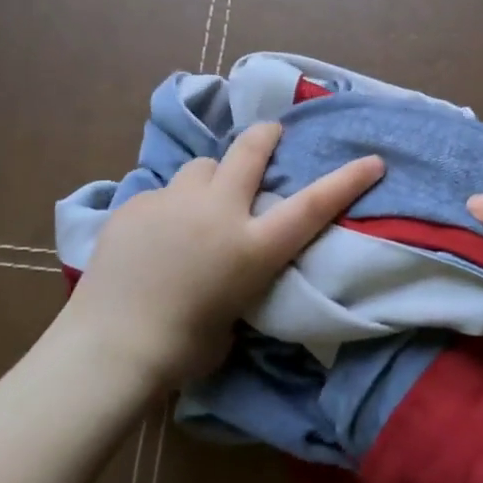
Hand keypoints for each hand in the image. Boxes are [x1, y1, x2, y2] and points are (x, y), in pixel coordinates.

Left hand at [64, 122, 383, 390]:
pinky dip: (169, 207)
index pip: (312, 205)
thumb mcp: (235, 315)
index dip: (347, 180)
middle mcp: (218, 213)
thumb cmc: (183, 349)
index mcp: (252, 247)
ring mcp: (173, 203)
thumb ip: (241, 278)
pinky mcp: (135, 206)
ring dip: (210, 178)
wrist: (110, 347)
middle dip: (265, 137)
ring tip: (199, 204)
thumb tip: (229, 266)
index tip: (373, 160)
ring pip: (200, 167)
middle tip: (271, 133)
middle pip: (248, 153)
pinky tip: (155, 235)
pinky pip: (162, 194)